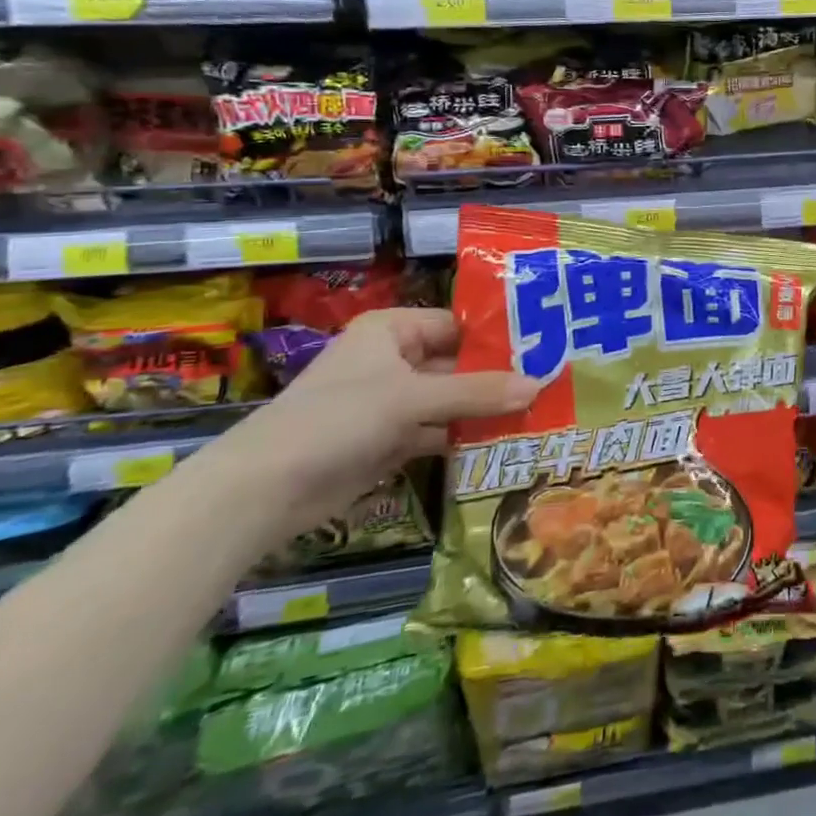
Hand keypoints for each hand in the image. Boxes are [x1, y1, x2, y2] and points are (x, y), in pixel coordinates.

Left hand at [200, 308, 538, 542]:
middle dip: (498, 378)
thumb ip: (477, 393)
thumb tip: (540, 385)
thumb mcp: (412, 399)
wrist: (263, 490)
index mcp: (392, 330)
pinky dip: (465, 438)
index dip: (500, 337)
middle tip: (552, 385)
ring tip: (540, 414)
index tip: (546, 348)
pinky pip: (438, 432)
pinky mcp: (389, 441)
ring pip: (450, 400)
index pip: (458, 325)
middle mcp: (393, 360)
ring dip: (485, 410)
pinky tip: (505, 443)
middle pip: (457, 364)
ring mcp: (391, 402)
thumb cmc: (337, 419)